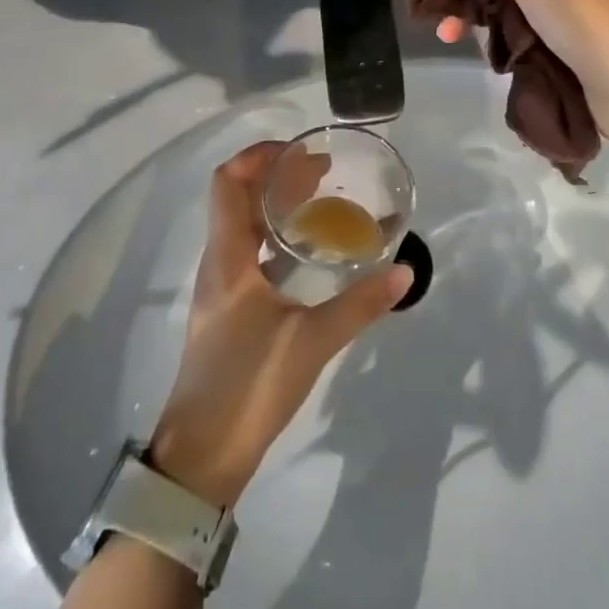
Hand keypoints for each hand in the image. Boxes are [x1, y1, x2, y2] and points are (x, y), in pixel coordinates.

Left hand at [150, 143, 412, 506]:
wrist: (202, 457)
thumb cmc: (248, 386)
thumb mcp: (311, 342)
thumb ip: (359, 305)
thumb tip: (405, 271)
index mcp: (227, 257)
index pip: (227, 182)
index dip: (258, 156)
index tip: (300, 151)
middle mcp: (218, 263)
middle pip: (237, 198)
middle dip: (276, 176)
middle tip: (324, 171)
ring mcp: (221, 288)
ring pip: (243, 226)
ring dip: (276, 206)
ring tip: (321, 200)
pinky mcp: (229, 310)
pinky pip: (250, 254)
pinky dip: (276, 237)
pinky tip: (309, 251)